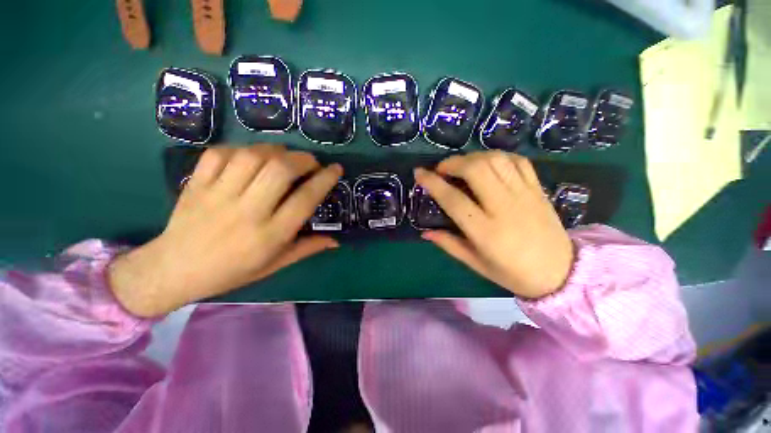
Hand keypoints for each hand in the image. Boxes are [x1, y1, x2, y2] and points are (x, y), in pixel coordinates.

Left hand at [109, 145, 342, 316]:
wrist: (173, 270)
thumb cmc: (231, 271)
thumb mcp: (275, 265)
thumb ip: (307, 248)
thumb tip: (335, 241)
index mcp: (269, 235)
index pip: (305, 199)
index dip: (325, 179)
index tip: (336, 169)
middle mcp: (247, 211)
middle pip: (280, 170)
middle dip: (303, 159)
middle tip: (311, 162)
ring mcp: (218, 195)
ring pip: (252, 156)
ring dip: (275, 150)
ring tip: (284, 156)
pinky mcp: (197, 184)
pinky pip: (220, 154)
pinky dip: (241, 149)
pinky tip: (250, 156)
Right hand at [414, 151, 573, 299]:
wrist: (561, 272)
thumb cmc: (513, 273)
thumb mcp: (476, 264)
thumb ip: (449, 245)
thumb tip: (425, 232)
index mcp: (485, 231)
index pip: (453, 199)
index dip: (432, 183)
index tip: (419, 173)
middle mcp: (504, 207)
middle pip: (476, 170)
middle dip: (452, 163)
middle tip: (442, 169)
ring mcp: (524, 194)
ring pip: (495, 160)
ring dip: (473, 157)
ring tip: (463, 165)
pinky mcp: (538, 189)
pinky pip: (517, 161)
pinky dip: (498, 157)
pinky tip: (488, 164)